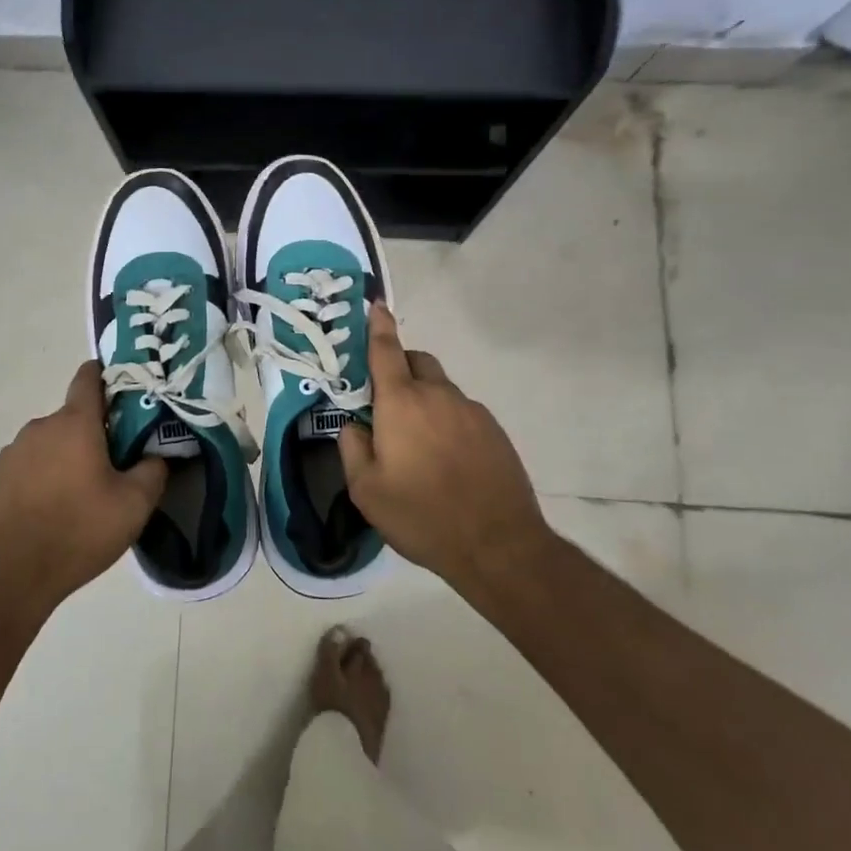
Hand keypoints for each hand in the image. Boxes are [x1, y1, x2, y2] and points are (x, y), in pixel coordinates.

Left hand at [0, 362, 167, 614]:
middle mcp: (41, 426)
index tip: (125, 394)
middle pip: (74, 417)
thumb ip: (153, 470)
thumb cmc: (78, 532)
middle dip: (95, 433)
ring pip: (52, 443)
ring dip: (69, 457)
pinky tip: (54, 511)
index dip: (107, 376)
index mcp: (74, 422)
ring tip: (84, 495)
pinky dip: (45, 477)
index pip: (88, 377)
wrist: (9, 577)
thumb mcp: (134, 506)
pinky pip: (31, 466)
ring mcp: (14, 452)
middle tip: (116, 465)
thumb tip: (156, 455)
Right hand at [338, 304, 555, 597]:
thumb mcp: (366, 490)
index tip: (376, 304)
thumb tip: (354, 425)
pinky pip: (462, 412)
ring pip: (441, 389)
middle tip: (386, 401)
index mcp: (401, 402)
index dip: (379, 325)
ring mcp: (471, 411)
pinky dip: (447, 421)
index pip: (387, 350)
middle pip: (417, 361)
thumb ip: (351, 448)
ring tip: (418, 444)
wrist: (498, 545)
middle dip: (399, 367)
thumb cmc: (422, 515)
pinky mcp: (494, 431)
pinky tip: (447, 460)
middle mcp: (438, 395)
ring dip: (424, 400)